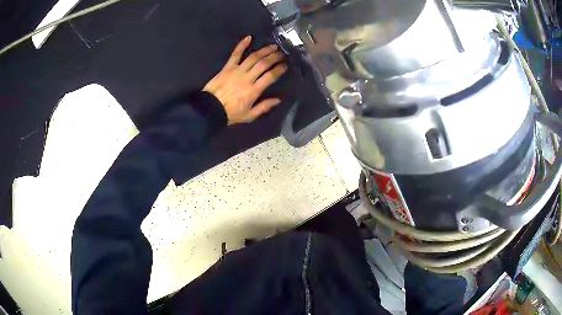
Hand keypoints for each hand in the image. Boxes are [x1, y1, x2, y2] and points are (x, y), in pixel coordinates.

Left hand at [203, 36, 286, 124]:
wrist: (209, 109)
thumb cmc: (230, 113)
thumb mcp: (249, 115)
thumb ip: (264, 107)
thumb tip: (278, 100)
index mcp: (254, 90)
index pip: (270, 76)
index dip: (279, 69)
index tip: (285, 65)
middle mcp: (247, 78)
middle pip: (264, 64)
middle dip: (275, 57)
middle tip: (282, 54)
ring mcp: (237, 70)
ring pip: (253, 57)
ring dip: (264, 50)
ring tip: (273, 46)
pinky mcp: (227, 67)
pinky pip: (235, 54)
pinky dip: (242, 45)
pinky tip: (249, 37)